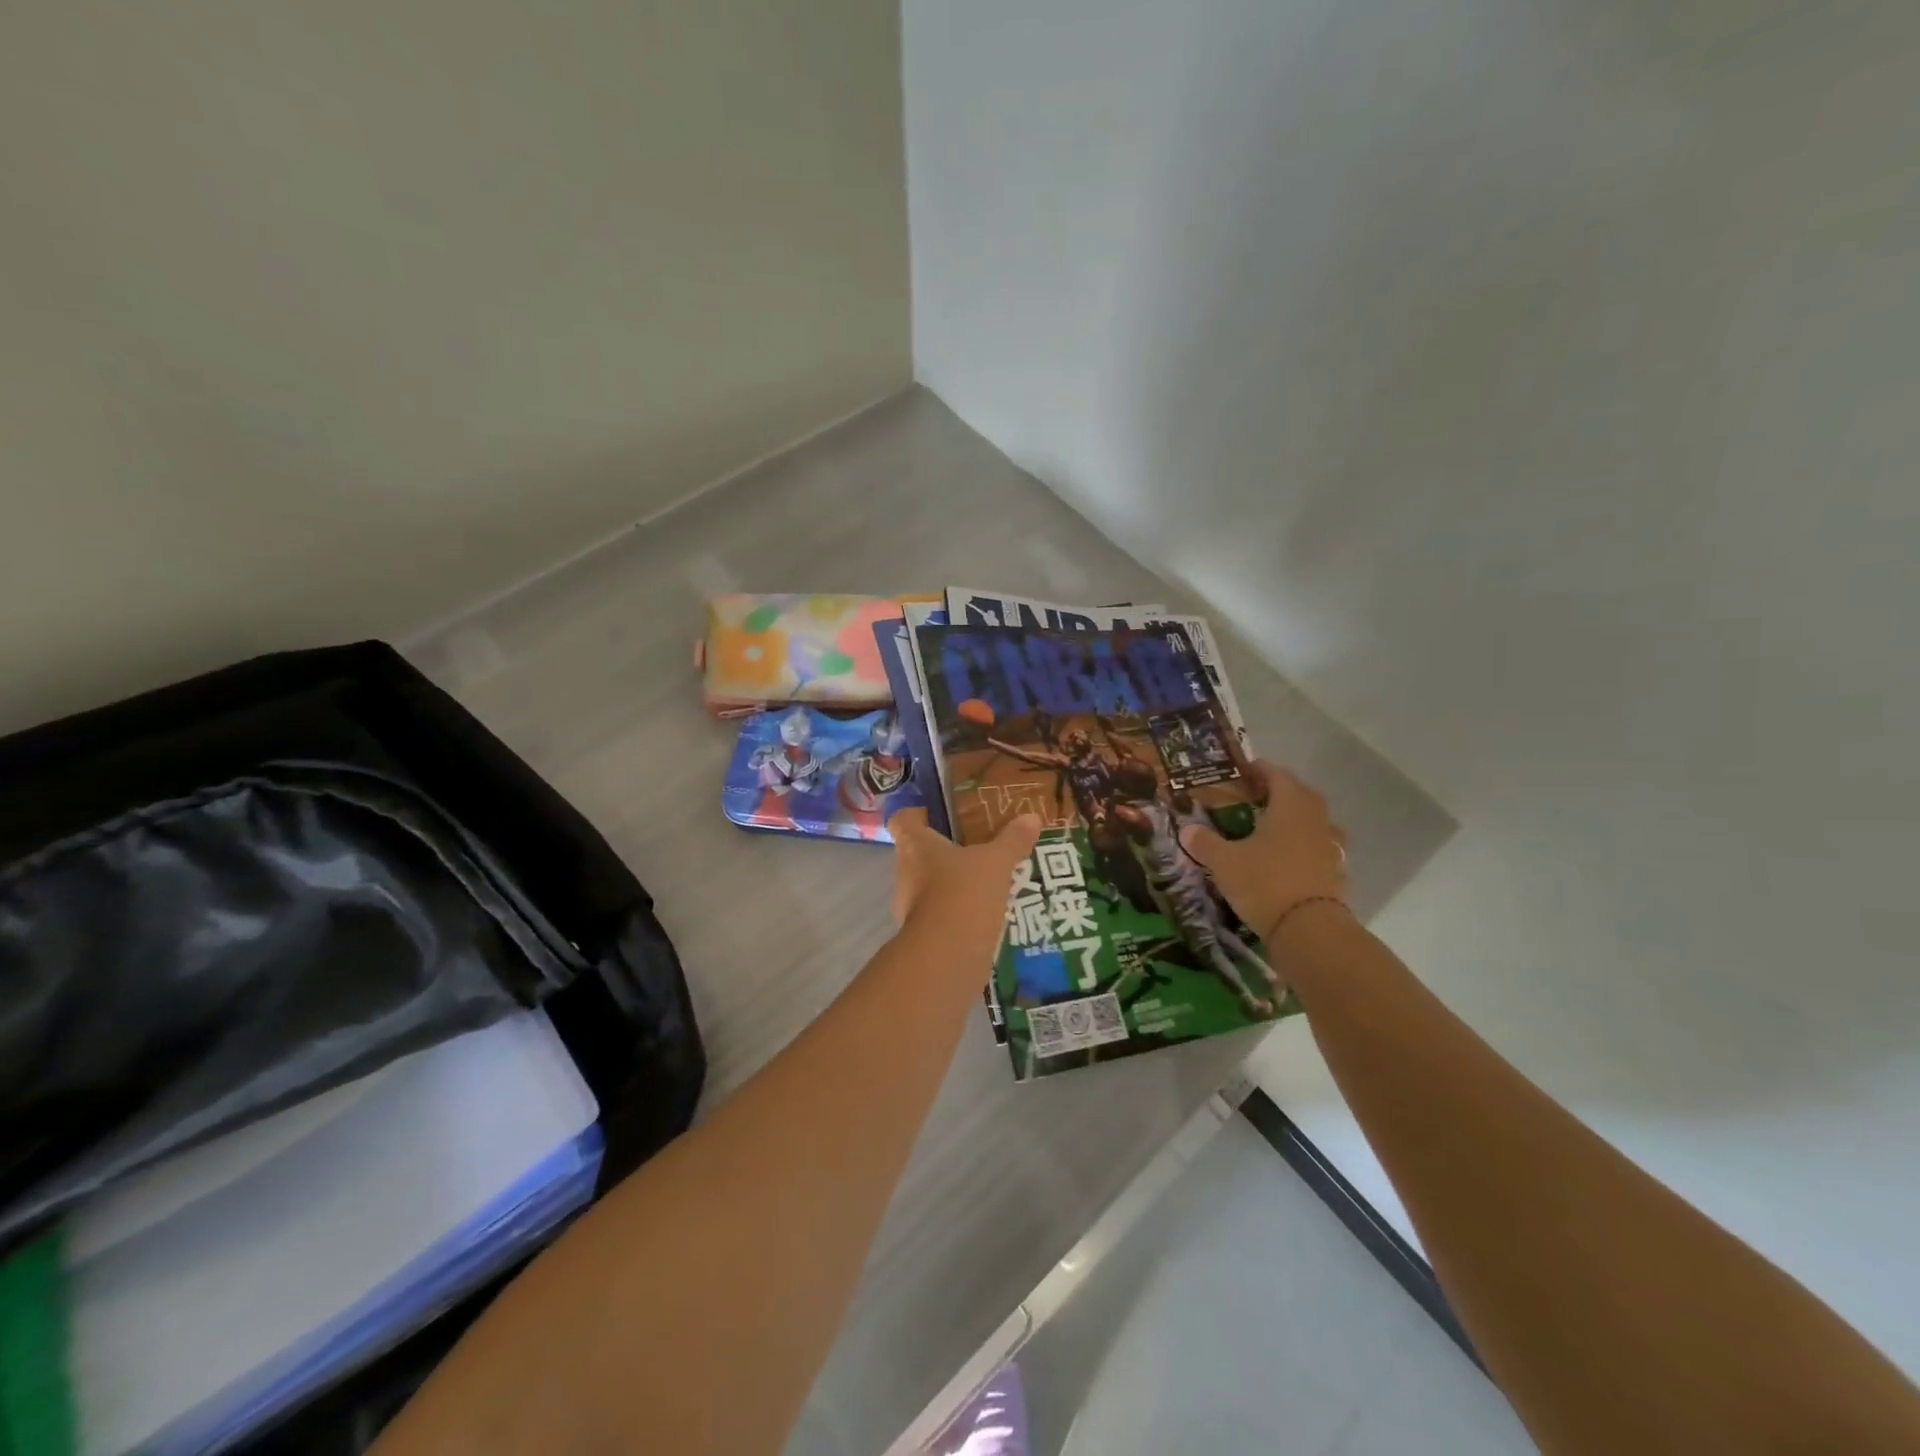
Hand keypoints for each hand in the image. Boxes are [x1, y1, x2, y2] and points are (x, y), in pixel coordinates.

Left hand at [888, 808, 1041, 963]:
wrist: (948, 957)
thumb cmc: (964, 893)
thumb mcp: (996, 862)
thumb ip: (1013, 840)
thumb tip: (1031, 817)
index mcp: (915, 846)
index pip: (903, 820)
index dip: (917, 813)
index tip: (940, 813)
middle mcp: (906, 873)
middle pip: (918, 853)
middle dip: (945, 850)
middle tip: (977, 845)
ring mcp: (911, 907)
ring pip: (930, 885)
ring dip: (953, 883)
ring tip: (987, 879)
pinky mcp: (924, 935)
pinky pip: (942, 914)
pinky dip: (959, 911)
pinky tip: (986, 911)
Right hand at [1179, 761, 1348, 944]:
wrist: (1309, 930)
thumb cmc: (1264, 882)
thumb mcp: (1224, 862)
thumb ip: (1205, 843)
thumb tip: (1186, 829)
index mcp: (1290, 806)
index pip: (1278, 776)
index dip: (1261, 769)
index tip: (1245, 769)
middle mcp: (1315, 820)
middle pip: (1301, 796)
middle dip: (1280, 793)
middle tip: (1257, 798)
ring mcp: (1330, 848)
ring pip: (1314, 823)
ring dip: (1297, 821)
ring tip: (1274, 829)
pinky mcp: (1336, 874)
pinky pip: (1320, 851)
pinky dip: (1306, 850)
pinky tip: (1289, 861)